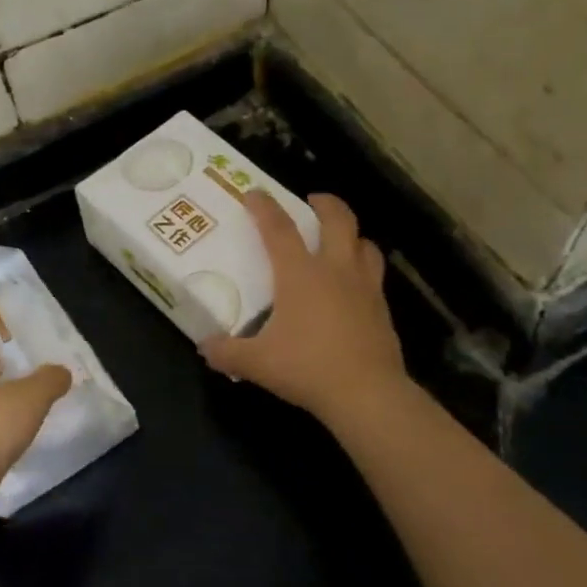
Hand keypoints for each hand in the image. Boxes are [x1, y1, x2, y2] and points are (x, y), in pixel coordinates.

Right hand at [200, 191, 406, 423]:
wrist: (366, 393)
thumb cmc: (307, 368)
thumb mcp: (256, 363)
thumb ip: (227, 352)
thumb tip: (205, 347)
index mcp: (300, 274)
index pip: (278, 229)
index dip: (264, 207)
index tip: (255, 193)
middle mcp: (335, 270)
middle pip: (338, 220)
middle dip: (325, 203)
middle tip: (312, 201)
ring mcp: (364, 287)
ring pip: (365, 243)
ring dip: (351, 234)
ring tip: (340, 238)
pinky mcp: (382, 308)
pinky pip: (375, 275)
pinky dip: (363, 267)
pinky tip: (353, 285)